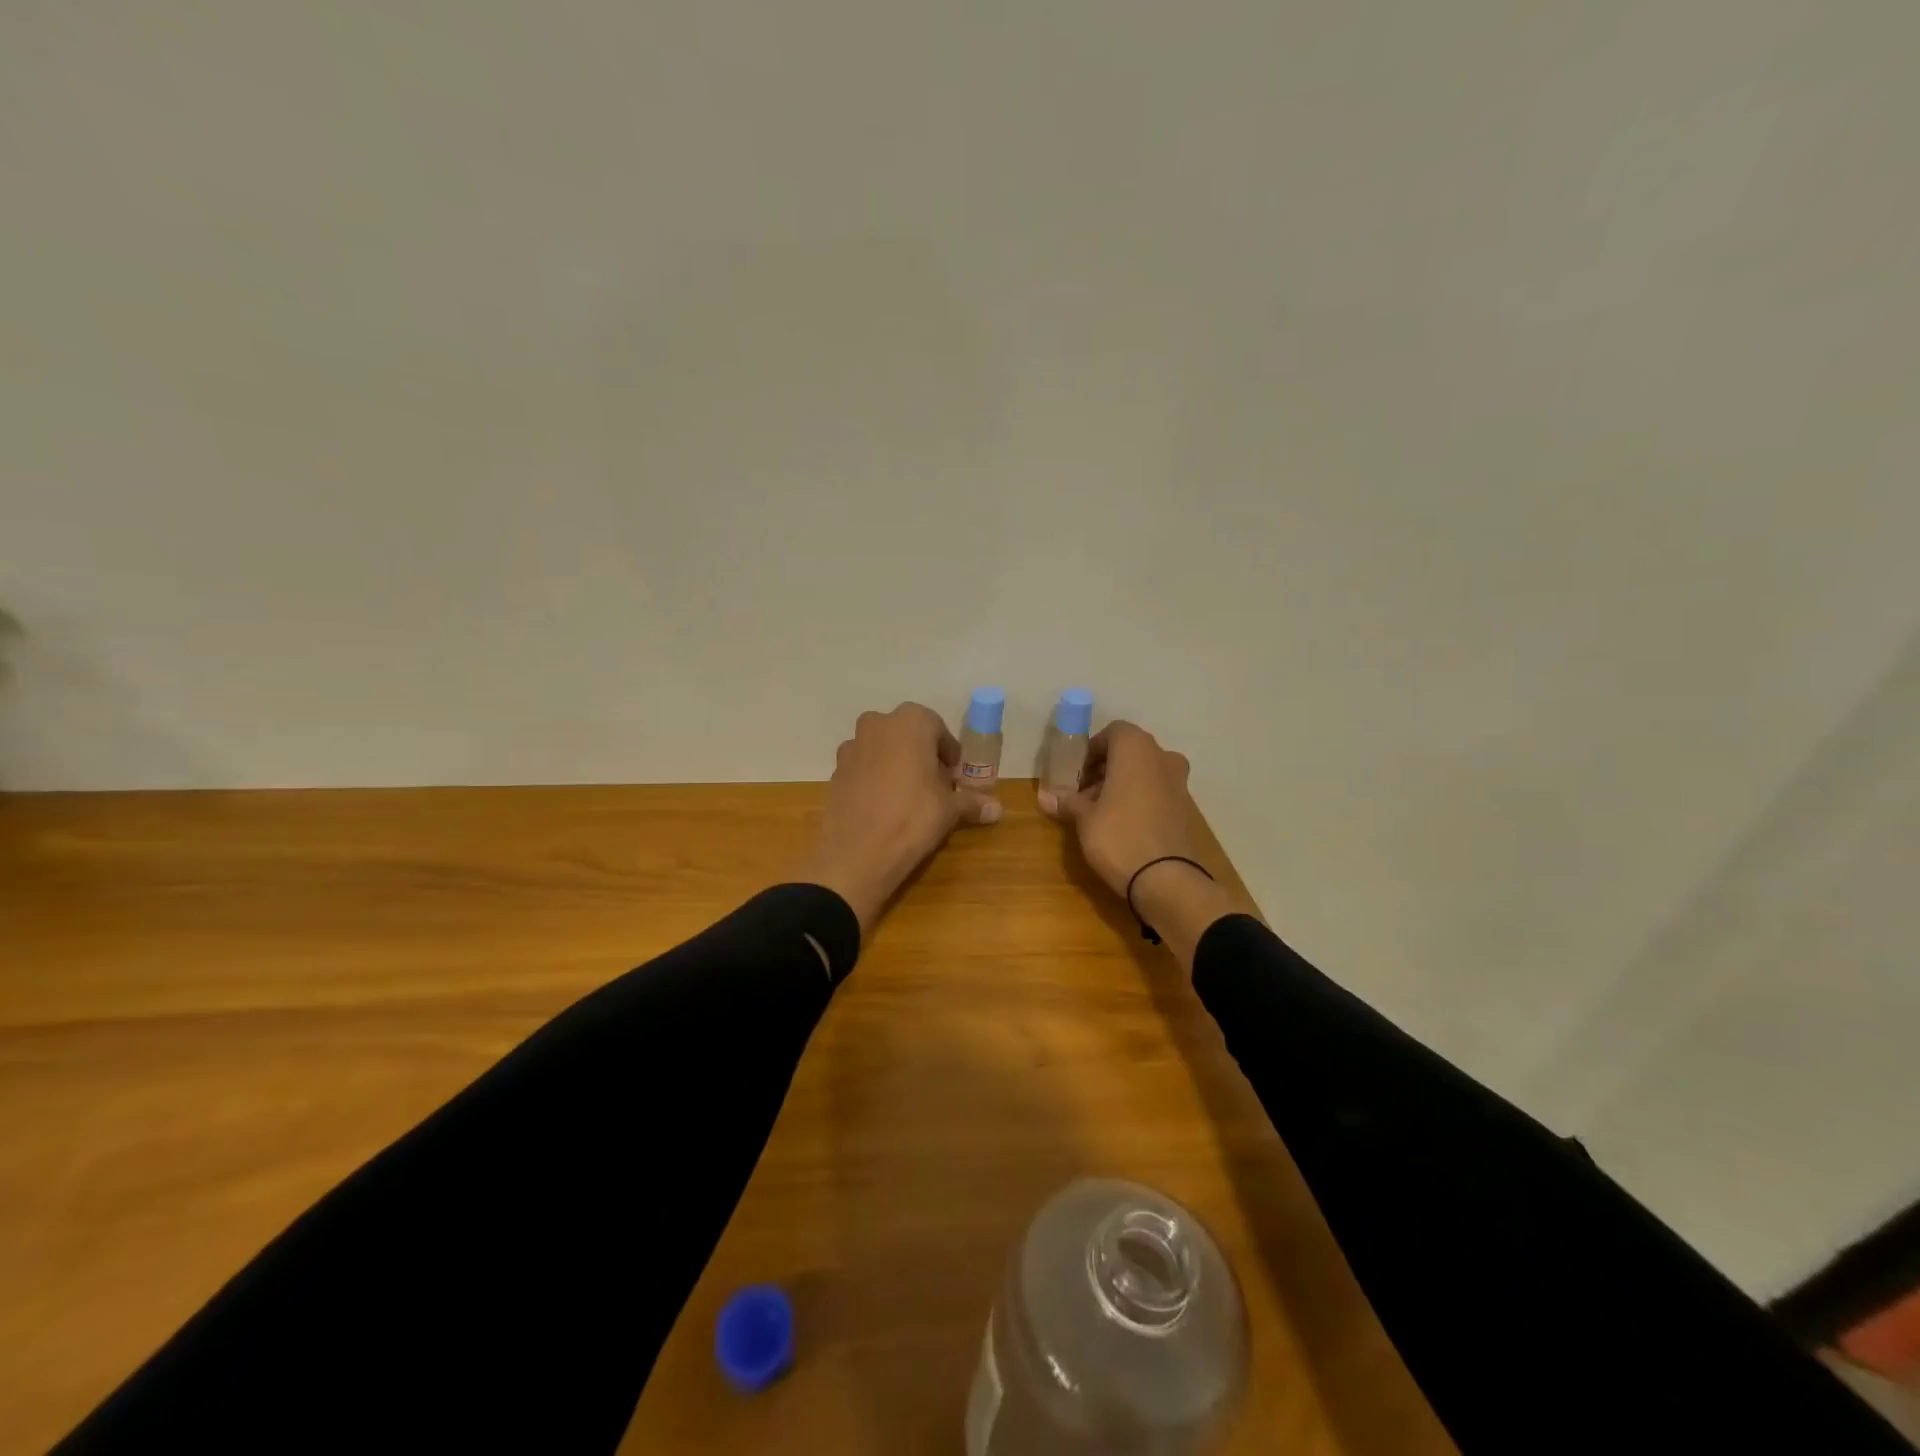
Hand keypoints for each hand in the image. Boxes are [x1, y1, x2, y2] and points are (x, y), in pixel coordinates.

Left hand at [795, 703, 996, 932]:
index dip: (948, 753)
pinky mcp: (835, 771)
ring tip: (908, 797)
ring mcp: (852, 747)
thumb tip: (998, 809)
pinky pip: (863, 768)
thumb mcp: (949, 810)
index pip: (937, 728)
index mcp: (910, 722)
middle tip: (934, 785)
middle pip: (906, 734)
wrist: (857, 852)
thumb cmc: (913, 818)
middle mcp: (877, 725)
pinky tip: (883, 807)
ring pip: (882, 749)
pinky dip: (874, 779)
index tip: (954, 776)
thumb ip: (972, 802)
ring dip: (896, 764)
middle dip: (921, 754)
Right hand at [1037, 720, 1198, 895]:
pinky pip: (1157, 791)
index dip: (1092, 749)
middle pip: (1130, 751)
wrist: (1166, 879)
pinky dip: (1140, 797)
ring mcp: (1179, 782)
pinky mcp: (1185, 807)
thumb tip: (1044, 797)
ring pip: (1145, 771)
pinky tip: (1123, 823)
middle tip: (1084, 792)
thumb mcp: (1084, 819)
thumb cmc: (1119, 836)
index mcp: (1137, 749)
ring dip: (1122, 783)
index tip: (1076, 773)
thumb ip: (1067, 802)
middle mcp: (1162, 757)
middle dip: (1105, 767)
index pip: (1113, 732)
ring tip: (1100, 811)